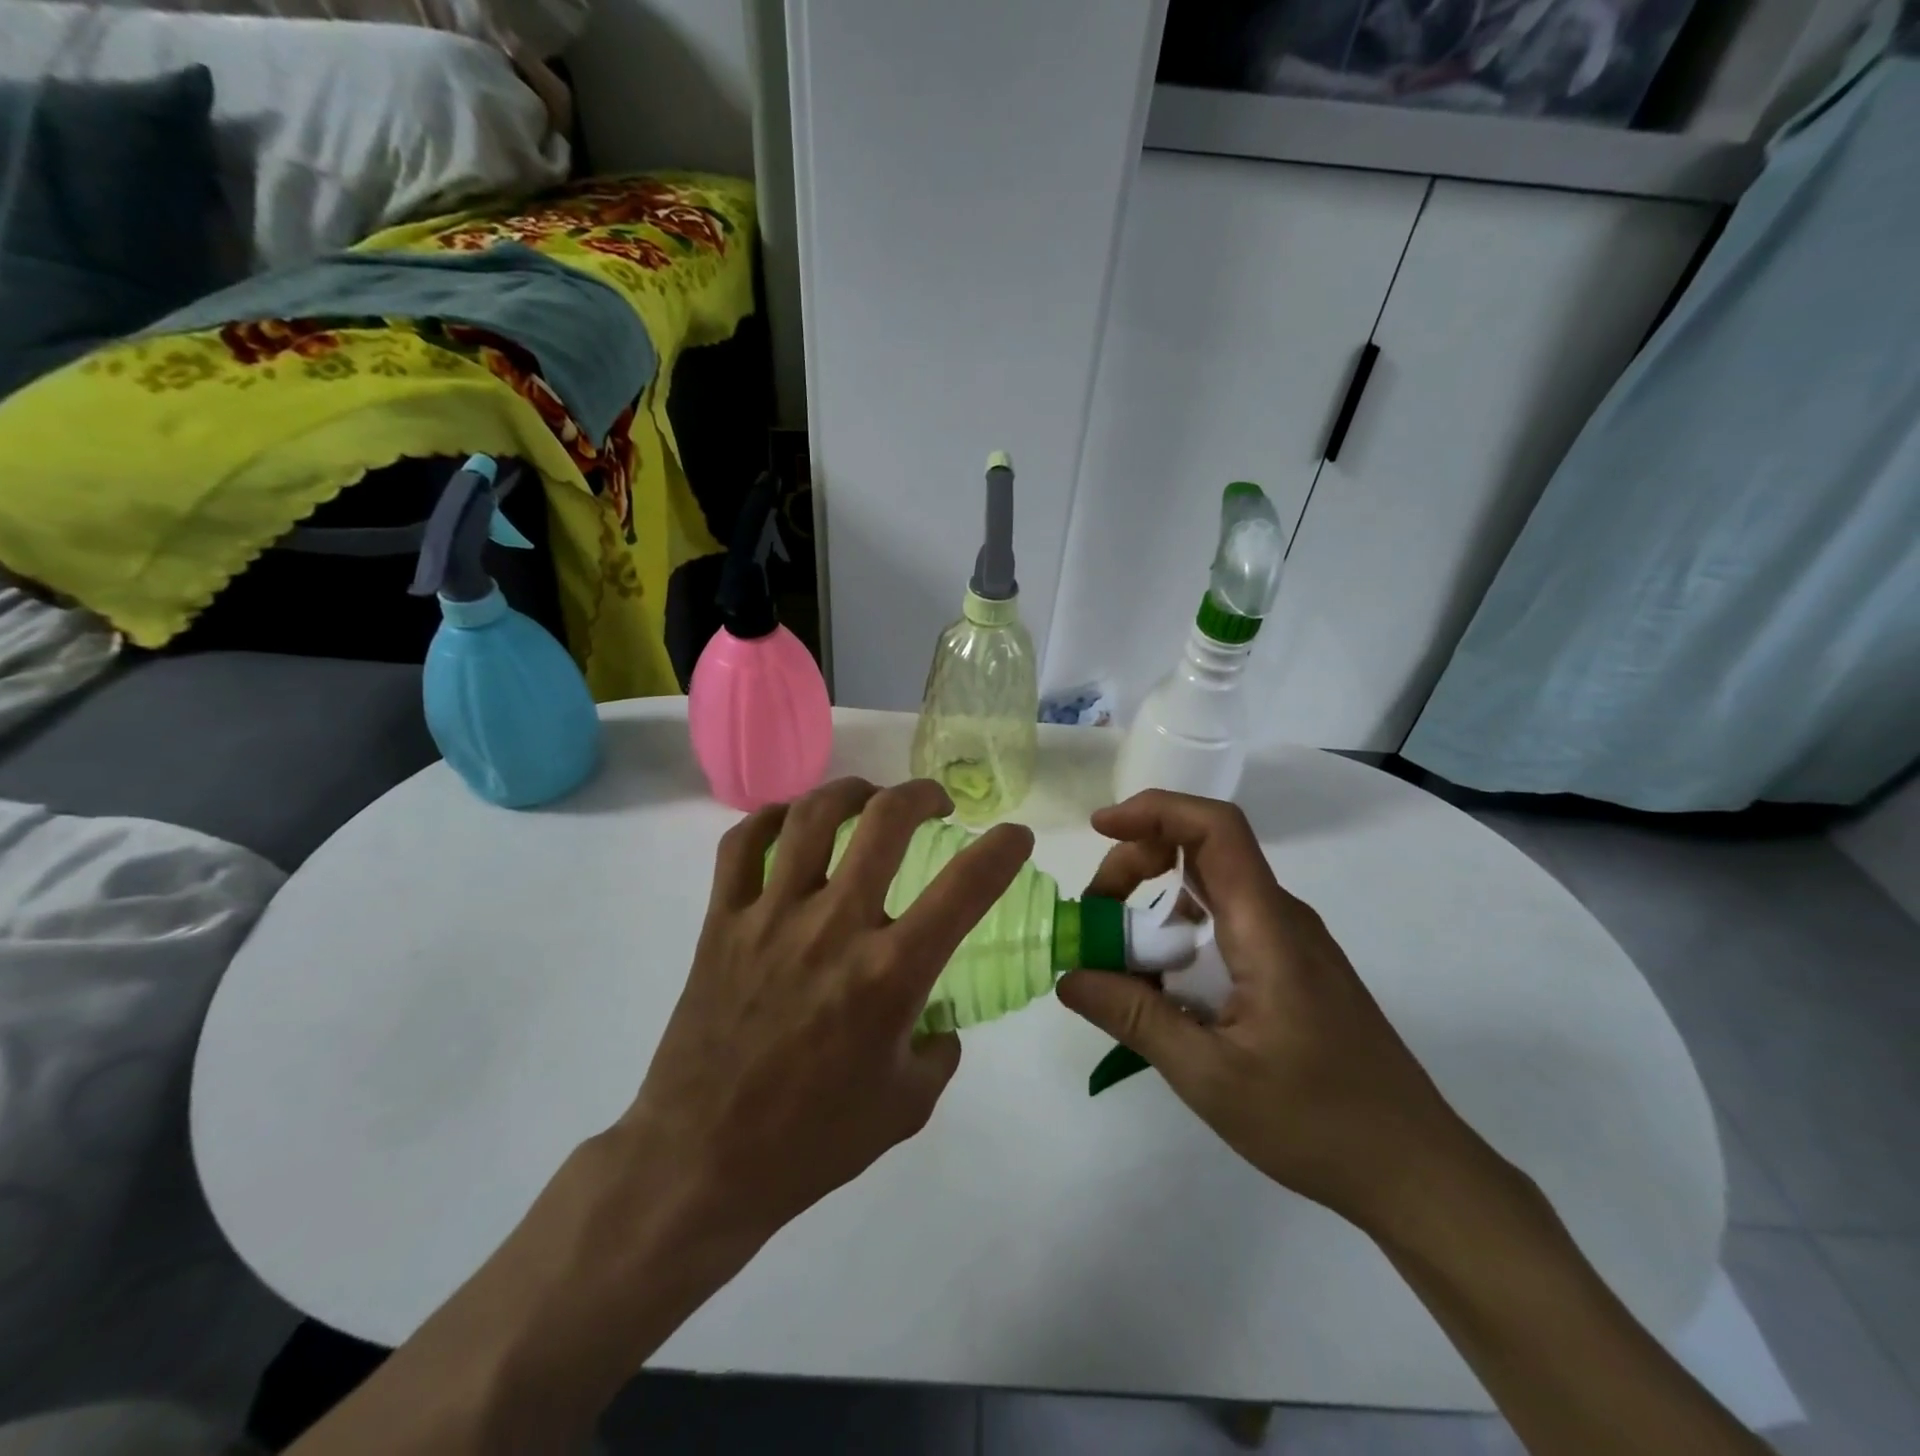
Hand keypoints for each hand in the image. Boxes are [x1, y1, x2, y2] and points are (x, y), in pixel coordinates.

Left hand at [616, 776, 1033, 1245]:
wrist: (701, 1161)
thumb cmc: (812, 1141)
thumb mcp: (907, 1106)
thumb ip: (938, 1049)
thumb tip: (935, 1017)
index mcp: (889, 974)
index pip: (965, 887)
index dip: (1002, 848)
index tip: (1014, 835)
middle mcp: (833, 927)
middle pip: (885, 821)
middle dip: (922, 794)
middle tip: (935, 803)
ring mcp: (770, 916)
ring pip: (812, 816)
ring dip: (852, 792)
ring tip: (869, 799)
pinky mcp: (720, 921)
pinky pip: (742, 845)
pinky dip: (771, 819)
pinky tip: (791, 823)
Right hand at [1056, 790, 1473, 1232]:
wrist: (1416, 1171)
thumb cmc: (1318, 1121)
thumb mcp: (1210, 1076)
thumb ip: (1135, 1017)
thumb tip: (1068, 975)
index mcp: (1267, 927)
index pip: (1215, 828)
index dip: (1155, 810)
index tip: (1099, 827)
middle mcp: (1280, 917)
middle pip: (1202, 850)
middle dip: (1137, 863)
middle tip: (1094, 915)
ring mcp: (1288, 941)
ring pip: (1208, 888)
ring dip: (1153, 902)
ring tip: (1115, 956)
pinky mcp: (1289, 967)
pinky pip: (1222, 924)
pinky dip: (1177, 933)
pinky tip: (1159, 986)